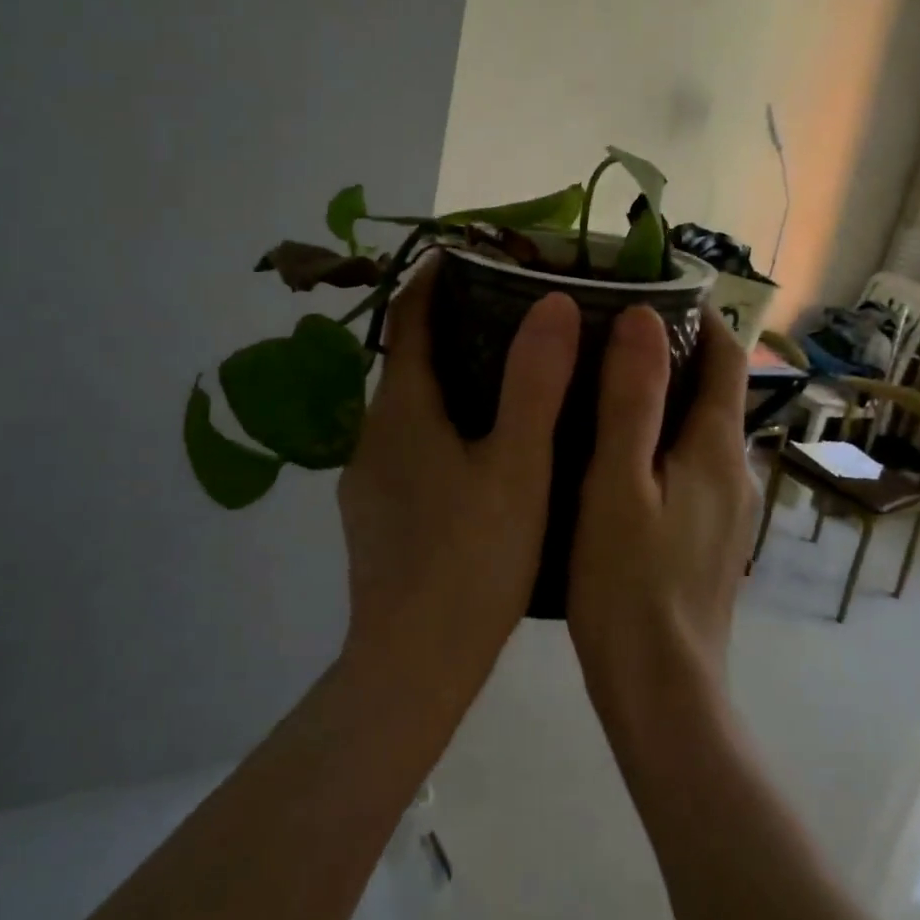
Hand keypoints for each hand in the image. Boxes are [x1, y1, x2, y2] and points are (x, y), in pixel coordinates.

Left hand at [336, 256, 579, 702]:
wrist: (411, 666)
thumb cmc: (470, 559)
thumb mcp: (518, 466)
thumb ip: (536, 382)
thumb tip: (551, 302)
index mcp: (402, 411)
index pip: (407, 319)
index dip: (432, 279)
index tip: (468, 254)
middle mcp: (373, 434)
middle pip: (406, 361)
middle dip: (449, 328)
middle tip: (509, 313)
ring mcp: (368, 477)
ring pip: (409, 408)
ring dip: (447, 379)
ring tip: (506, 375)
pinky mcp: (375, 514)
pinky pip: (408, 445)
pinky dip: (440, 424)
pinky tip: (481, 450)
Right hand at [567, 305, 756, 718]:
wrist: (662, 695)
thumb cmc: (630, 584)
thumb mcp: (618, 483)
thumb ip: (632, 399)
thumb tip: (643, 316)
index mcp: (718, 450)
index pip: (724, 357)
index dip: (697, 316)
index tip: (647, 289)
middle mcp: (736, 472)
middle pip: (713, 390)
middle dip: (672, 350)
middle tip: (605, 329)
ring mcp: (727, 510)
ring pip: (699, 430)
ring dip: (662, 395)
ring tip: (600, 380)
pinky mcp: (708, 539)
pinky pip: (689, 465)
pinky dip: (660, 438)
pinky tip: (611, 452)